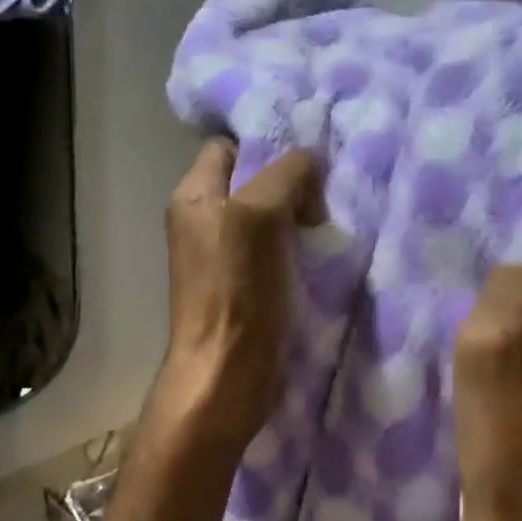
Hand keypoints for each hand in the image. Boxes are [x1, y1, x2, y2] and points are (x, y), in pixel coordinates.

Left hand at [149, 140, 323, 459]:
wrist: (228, 373)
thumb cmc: (238, 289)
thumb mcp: (259, 214)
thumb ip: (286, 175)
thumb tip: (308, 166)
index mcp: (195, 195)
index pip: (229, 147)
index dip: (265, 147)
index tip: (306, 163)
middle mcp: (204, 219)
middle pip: (253, 181)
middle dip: (290, 183)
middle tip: (323, 197)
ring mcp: (223, 254)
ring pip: (268, 215)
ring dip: (299, 216)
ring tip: (327, 225)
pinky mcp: (245, 284)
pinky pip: (276, 248)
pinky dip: (299, 246)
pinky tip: (322, 252)